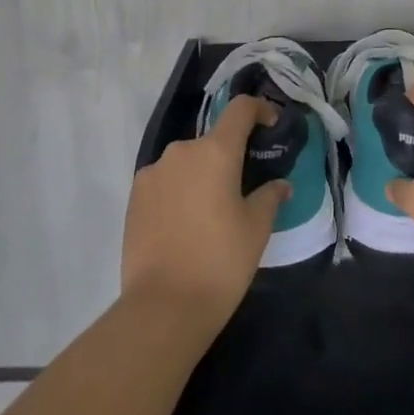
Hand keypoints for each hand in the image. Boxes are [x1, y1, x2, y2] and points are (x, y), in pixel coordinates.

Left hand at [121, 95, 289, 325]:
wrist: (163, 305)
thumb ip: (270, 196)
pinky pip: (164, 182)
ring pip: (186, 163)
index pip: (240, 109)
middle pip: (211, 141)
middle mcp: (180, 152)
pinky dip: (179, 192)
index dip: (259, 109)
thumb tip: (279, 185)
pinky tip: (186, 224)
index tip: (271, 126)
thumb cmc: (220, 261)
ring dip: (202, 176)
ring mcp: (152, 173)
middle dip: (229, 157)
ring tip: (212, 212)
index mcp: (215, 152)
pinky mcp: (134, 197)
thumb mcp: (256, 228)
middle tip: (243, 188)